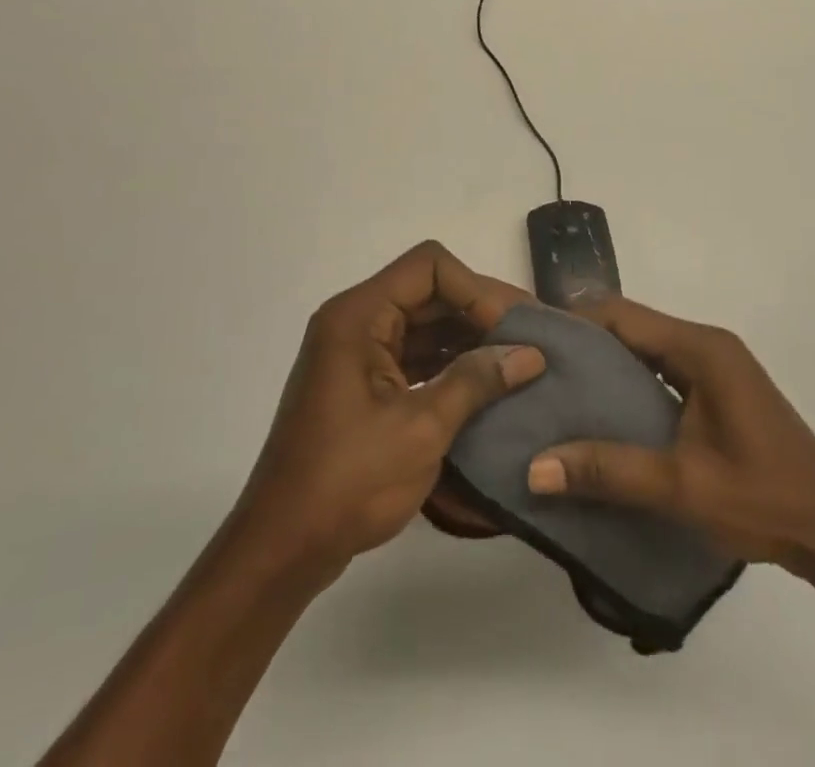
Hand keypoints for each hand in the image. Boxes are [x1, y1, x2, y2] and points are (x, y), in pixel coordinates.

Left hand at [230, 242, 544, 580]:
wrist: (283, 546)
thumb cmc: (348, 481)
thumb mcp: (421, 429)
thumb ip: (475, 381)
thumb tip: (530, 354)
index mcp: (359, 315)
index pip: (429, 267)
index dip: (475, 289)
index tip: (513, 327)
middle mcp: (355, 321)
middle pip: (428, 291)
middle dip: (479, 311)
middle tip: (532, 337)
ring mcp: (357, 353)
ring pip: (423, 323)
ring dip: (468, 338)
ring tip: (519, 360)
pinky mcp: (362, 383)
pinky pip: (413, 355)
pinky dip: (448, 364)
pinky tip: (486, 385)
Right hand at [526, 297, 814, 571]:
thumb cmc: (765, 499)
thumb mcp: (683, 486)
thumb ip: (609, 470)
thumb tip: (534, 468)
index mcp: (700, 348)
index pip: (622, 315)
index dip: (574, 322)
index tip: (530, 343)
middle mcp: (705, 343)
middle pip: (631, 327)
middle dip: (583, 343)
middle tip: (534, 371)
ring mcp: (713, 365)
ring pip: (644, 349)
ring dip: (604, 365)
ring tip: (556, 391)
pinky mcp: (716, 389)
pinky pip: (660, 371)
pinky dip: (628, 383)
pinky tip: (601, 414)